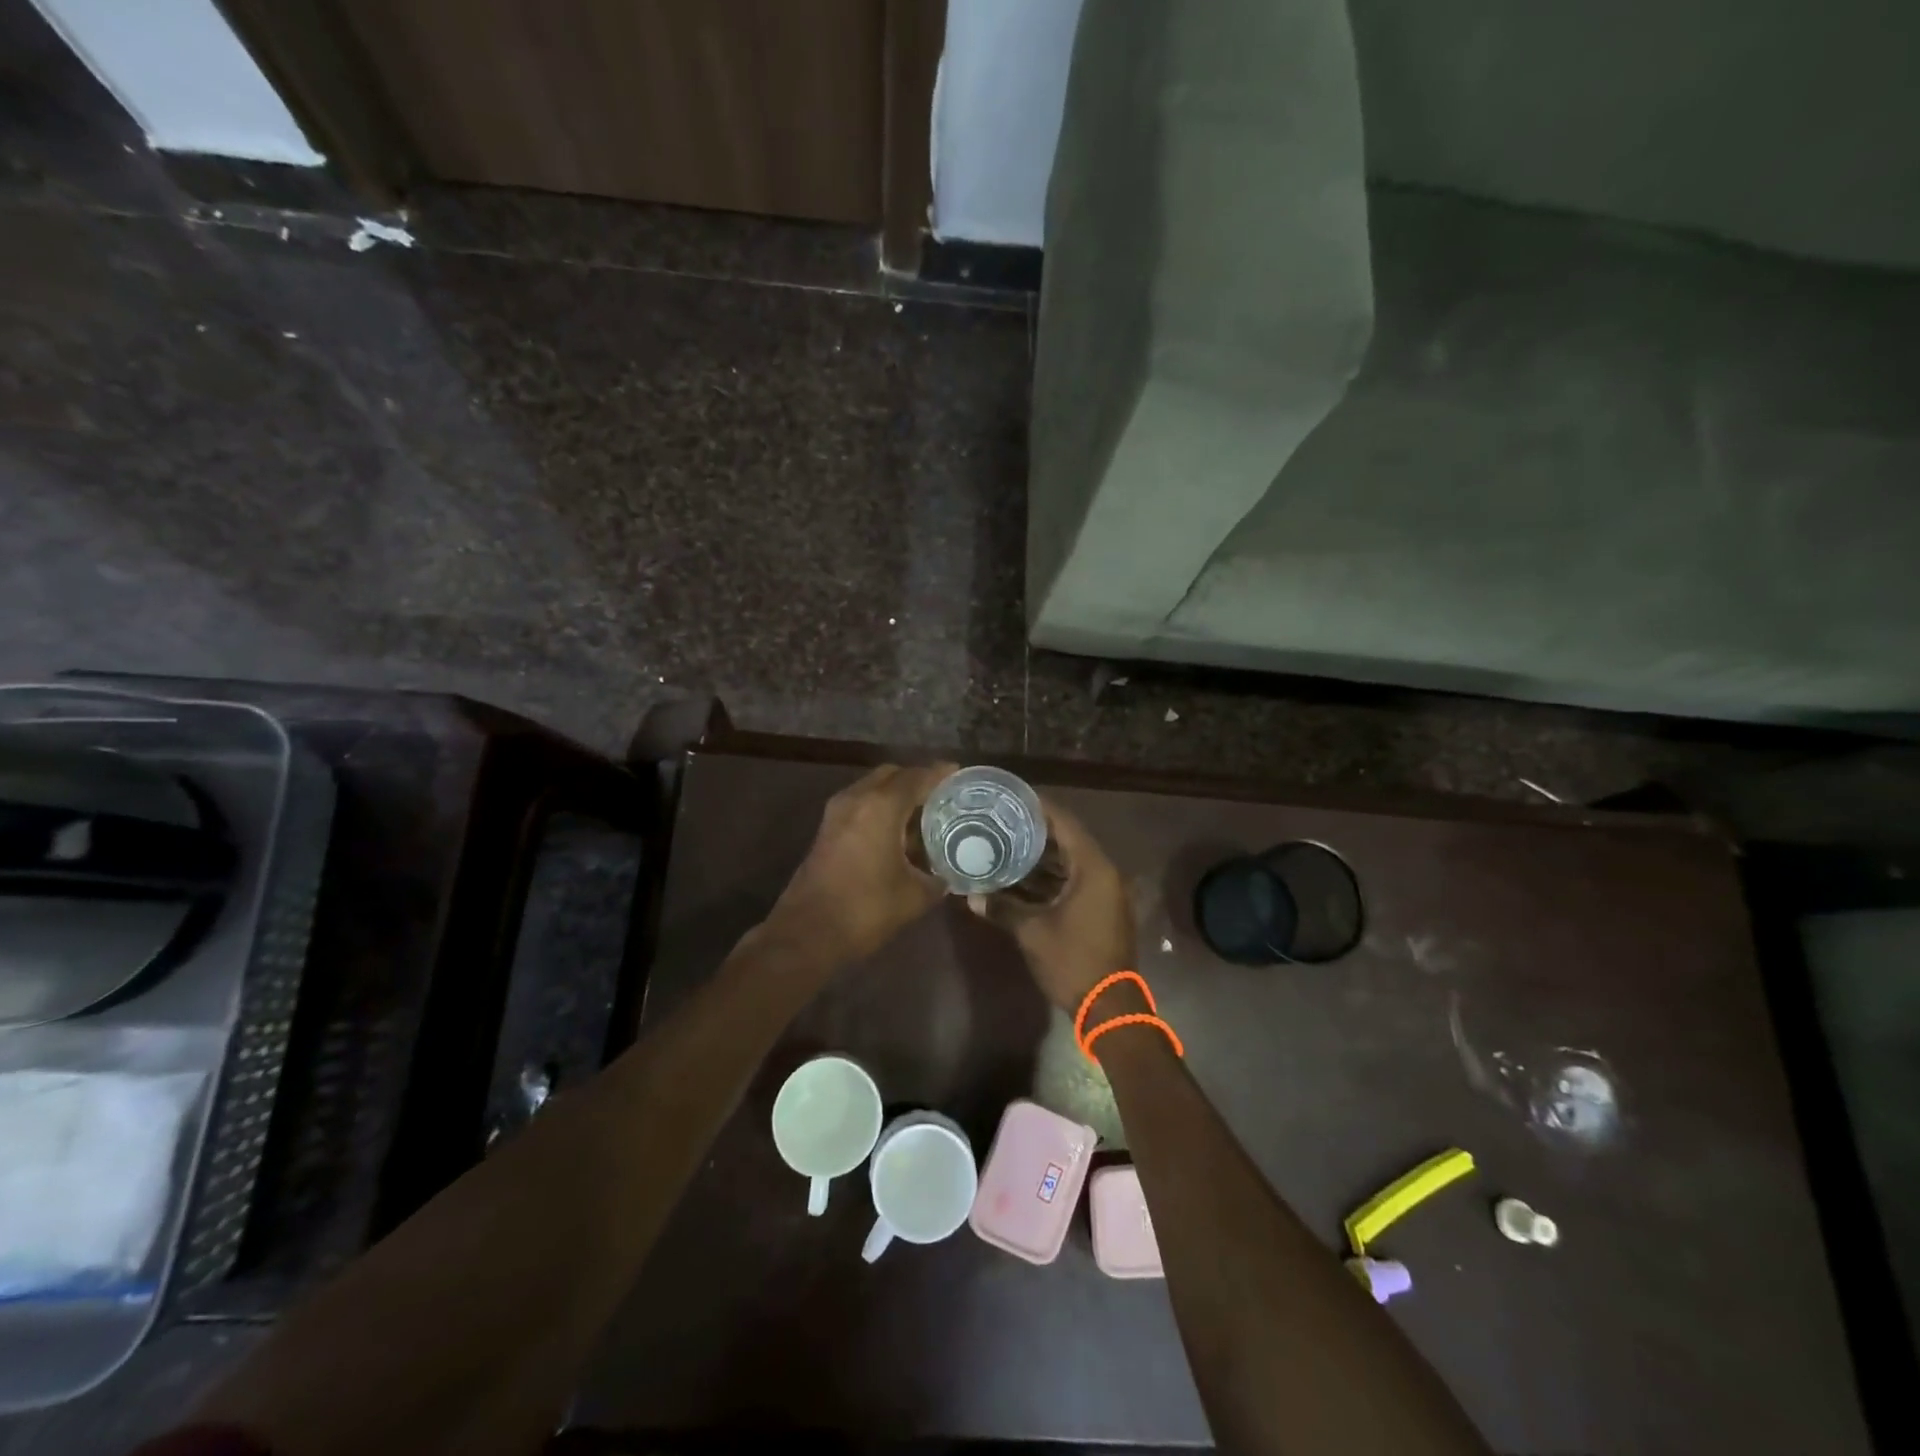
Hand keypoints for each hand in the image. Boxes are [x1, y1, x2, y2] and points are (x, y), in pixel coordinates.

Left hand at [766, 762, 954, 963]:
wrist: (807, 933)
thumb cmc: (865, 909)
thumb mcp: (914, 896)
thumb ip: (936, 878)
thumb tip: (946, 875)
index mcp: (881, 807)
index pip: (916, 777)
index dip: (940, 774)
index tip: (959, 774)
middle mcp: (856, 799)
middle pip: (891, 775)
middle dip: (916, 780)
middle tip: (941, 796)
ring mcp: (836, 813)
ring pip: (872, 788)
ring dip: (896, 795)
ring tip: (923, 815)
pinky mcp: (826, 830)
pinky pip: (860, 804)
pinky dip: (880, 808)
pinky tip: (897, 833)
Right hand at [974, 799, 1135, 1011]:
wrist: (1109, 1006)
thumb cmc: (1073, 961)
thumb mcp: (1033, 932)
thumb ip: (1003, 908)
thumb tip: (971, 896)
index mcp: (1093, 869)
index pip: (1065, 823)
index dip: (1040, 807)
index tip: (1013, 797)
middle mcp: (1104, 873)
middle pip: (1068, 840)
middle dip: (1037, 831)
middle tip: (1004, 819)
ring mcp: (1106, 892)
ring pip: (1071, 862)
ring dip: (1043, 856)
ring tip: (1008, 842)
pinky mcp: (1102, 909)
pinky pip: (1075, 881)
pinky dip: (1052, 877)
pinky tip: (1023, 877)